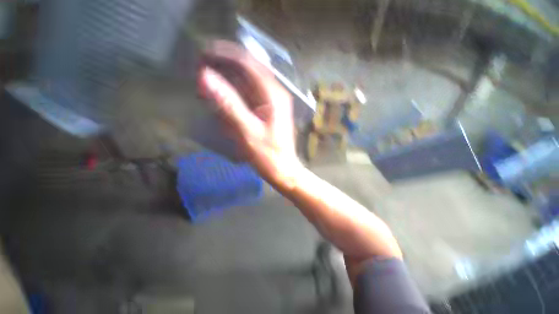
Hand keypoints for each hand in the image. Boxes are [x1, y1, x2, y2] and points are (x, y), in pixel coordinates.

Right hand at [199, 41, 301, 183]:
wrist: (284, 170)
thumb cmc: (269, 155)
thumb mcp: (248, 132)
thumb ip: (228, 104)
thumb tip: (205, 76)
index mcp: (274, 95)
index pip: (249, 64)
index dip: (226, 55)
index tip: (204, 53)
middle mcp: (276, 93)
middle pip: (250, 69)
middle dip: (226, 65)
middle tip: (203, 66)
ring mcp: (274, 102)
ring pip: (249, 82)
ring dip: (229, 79)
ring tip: (209, 81)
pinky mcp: (270, 111)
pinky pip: (251, 95)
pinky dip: (236, 93)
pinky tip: (225, 97)